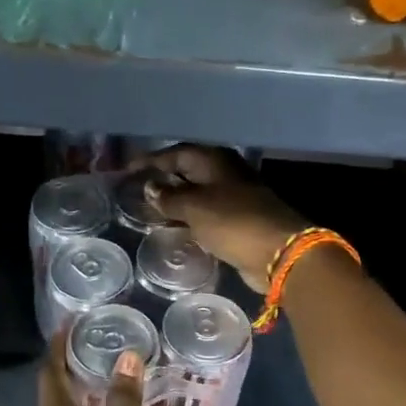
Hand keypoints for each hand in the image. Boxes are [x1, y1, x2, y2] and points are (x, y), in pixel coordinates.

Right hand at [144, 146, 304, 290]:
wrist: (278, 252)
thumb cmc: (233, 222)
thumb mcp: (194, 207)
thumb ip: (169, 197)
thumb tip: (150, 187)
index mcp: (214, 161)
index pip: (175, 154)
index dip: (150, 161)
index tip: (127, 170)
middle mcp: (224, 173)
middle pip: (187, 171)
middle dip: (163, 180)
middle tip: (136, 191)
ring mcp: (234, 196)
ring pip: (197, 194)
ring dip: (175, 202)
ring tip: (150, 212)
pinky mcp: (239, 220)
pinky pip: (206, 213)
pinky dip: (189, 218)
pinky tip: (175, 228)